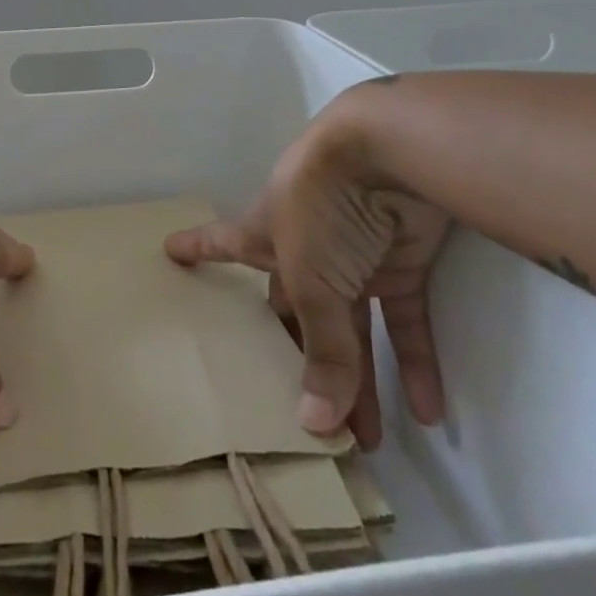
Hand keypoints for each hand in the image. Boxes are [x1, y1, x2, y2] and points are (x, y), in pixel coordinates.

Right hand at [165, 91, 451, 447]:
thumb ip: (321, 350)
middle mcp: (305, 244)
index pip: (223, 243)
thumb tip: (316, 425)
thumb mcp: (311, 279)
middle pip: (297, 309)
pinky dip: (415, 361)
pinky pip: (406, 318)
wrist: (389, 153)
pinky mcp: (403, 259)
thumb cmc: (323, 206)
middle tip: (298, 416)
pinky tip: (426, 411)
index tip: (169, 251)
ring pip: (354, 325)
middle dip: (298, 360)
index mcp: (266, 232)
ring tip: (365, 441)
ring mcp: (355, 253)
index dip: (198, 249)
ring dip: (361, 379)